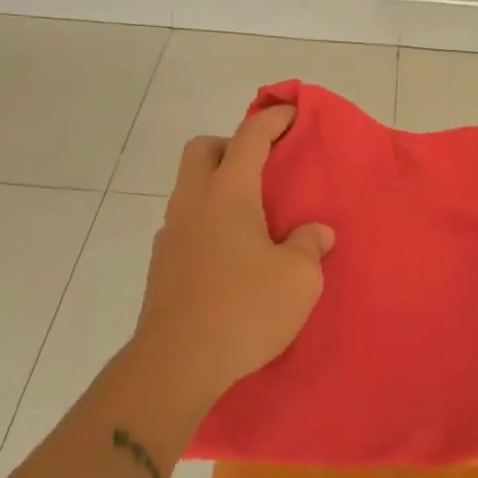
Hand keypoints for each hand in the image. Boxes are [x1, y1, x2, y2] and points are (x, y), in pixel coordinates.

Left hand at [133, 104, 333, 407]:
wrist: (177, 364)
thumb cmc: (244, 309)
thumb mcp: (299, 278)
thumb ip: (309, 245)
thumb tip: (315, 232)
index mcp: (227, 194)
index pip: (249, 137)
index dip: (272, 119)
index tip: (291, 113)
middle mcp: (193, 203)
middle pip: (202, 149)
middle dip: (231, 144)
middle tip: (263, 167)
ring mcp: (171, 233)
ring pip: (189, 187)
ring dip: (217, 185)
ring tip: (252, 216)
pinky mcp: (162, 265)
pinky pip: (186, 222)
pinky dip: (208, 220)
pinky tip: (231, 253)